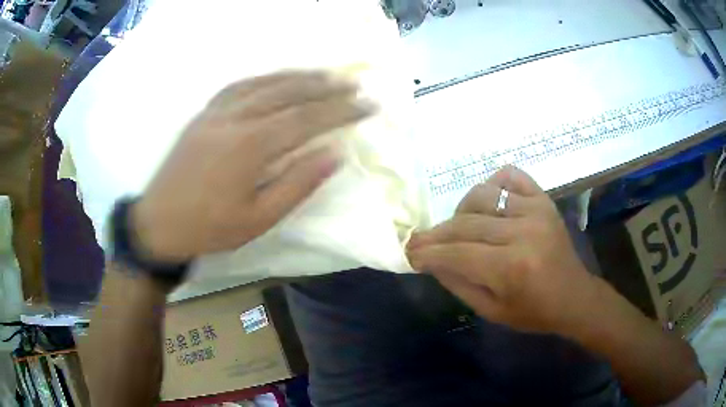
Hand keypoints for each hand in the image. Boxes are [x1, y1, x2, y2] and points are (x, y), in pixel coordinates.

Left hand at [132, 71, 375, 261]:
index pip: (307, 119)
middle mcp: (235, 118)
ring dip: (299, 76)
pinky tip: (277, 77)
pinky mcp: (204, 113)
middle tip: (354, 84)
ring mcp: (216, 111)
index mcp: (251, 146)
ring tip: (326, 74)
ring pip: (264, 83)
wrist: (159, 223)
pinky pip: (239, 85)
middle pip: (288, 93)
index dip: (341, 110)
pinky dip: (265, 77)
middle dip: (326, 87)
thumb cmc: (210, 228)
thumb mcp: (259, 219)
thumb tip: (334, 154)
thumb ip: (298, 184)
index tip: (368, 105)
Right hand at [407, 166, 596, 334]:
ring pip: (482, 195)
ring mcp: (535, 210)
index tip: (409, 253)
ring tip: (459, 227)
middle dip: (436, 234)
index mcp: (511, 268)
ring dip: (461, 210)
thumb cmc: (533, 312)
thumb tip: (432, 260)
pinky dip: (493, 184)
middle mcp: (523, 232)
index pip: (457, 253)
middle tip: (421, 241)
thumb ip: (458, 284)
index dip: (428, 253)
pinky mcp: (544, 200)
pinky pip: (510, 176)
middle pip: (465, 223)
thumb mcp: (491, 311)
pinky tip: (488, 202)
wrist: (574, 296)